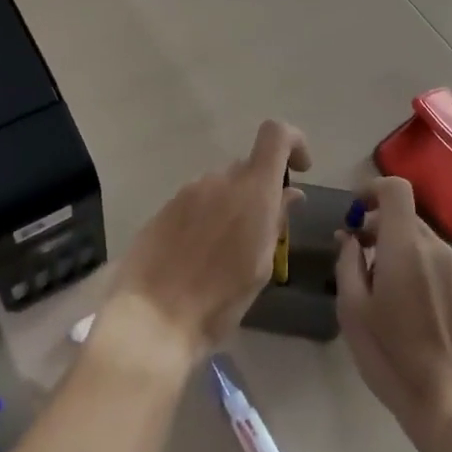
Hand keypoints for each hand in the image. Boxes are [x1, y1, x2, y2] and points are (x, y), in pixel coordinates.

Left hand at [102, 120, 308, 370]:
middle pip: (248, 167)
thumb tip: (290, 193)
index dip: (293, 142)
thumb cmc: (218, 301)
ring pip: (221, 186)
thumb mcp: (260, 267)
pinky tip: (200, 254)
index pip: (275, 135)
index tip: (299, 171)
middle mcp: (219, 180)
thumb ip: (276, 221)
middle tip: (262, 234)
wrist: (152, 317)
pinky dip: (207, 217)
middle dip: (260, 191)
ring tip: (227, 253)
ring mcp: (188, 190)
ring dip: (232, 207)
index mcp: (251, 191)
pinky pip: (197, 200)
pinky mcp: (166, 205)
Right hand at [335, 177, 451, 449]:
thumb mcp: (352, 309)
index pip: (396, 189)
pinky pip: (427, 258)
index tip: (352, 213)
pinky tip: (393, 300)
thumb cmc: (392, 355)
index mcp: (406, 245)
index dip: (371, 189)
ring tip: (368, 280)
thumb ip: (347, 263)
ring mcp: (451, 269)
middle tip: (351, 251)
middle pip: (403, 213)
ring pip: (415, 236)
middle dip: (374, 222)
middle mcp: (433, 248)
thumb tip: (349, 238)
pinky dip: (406, 261)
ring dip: (389, 243)